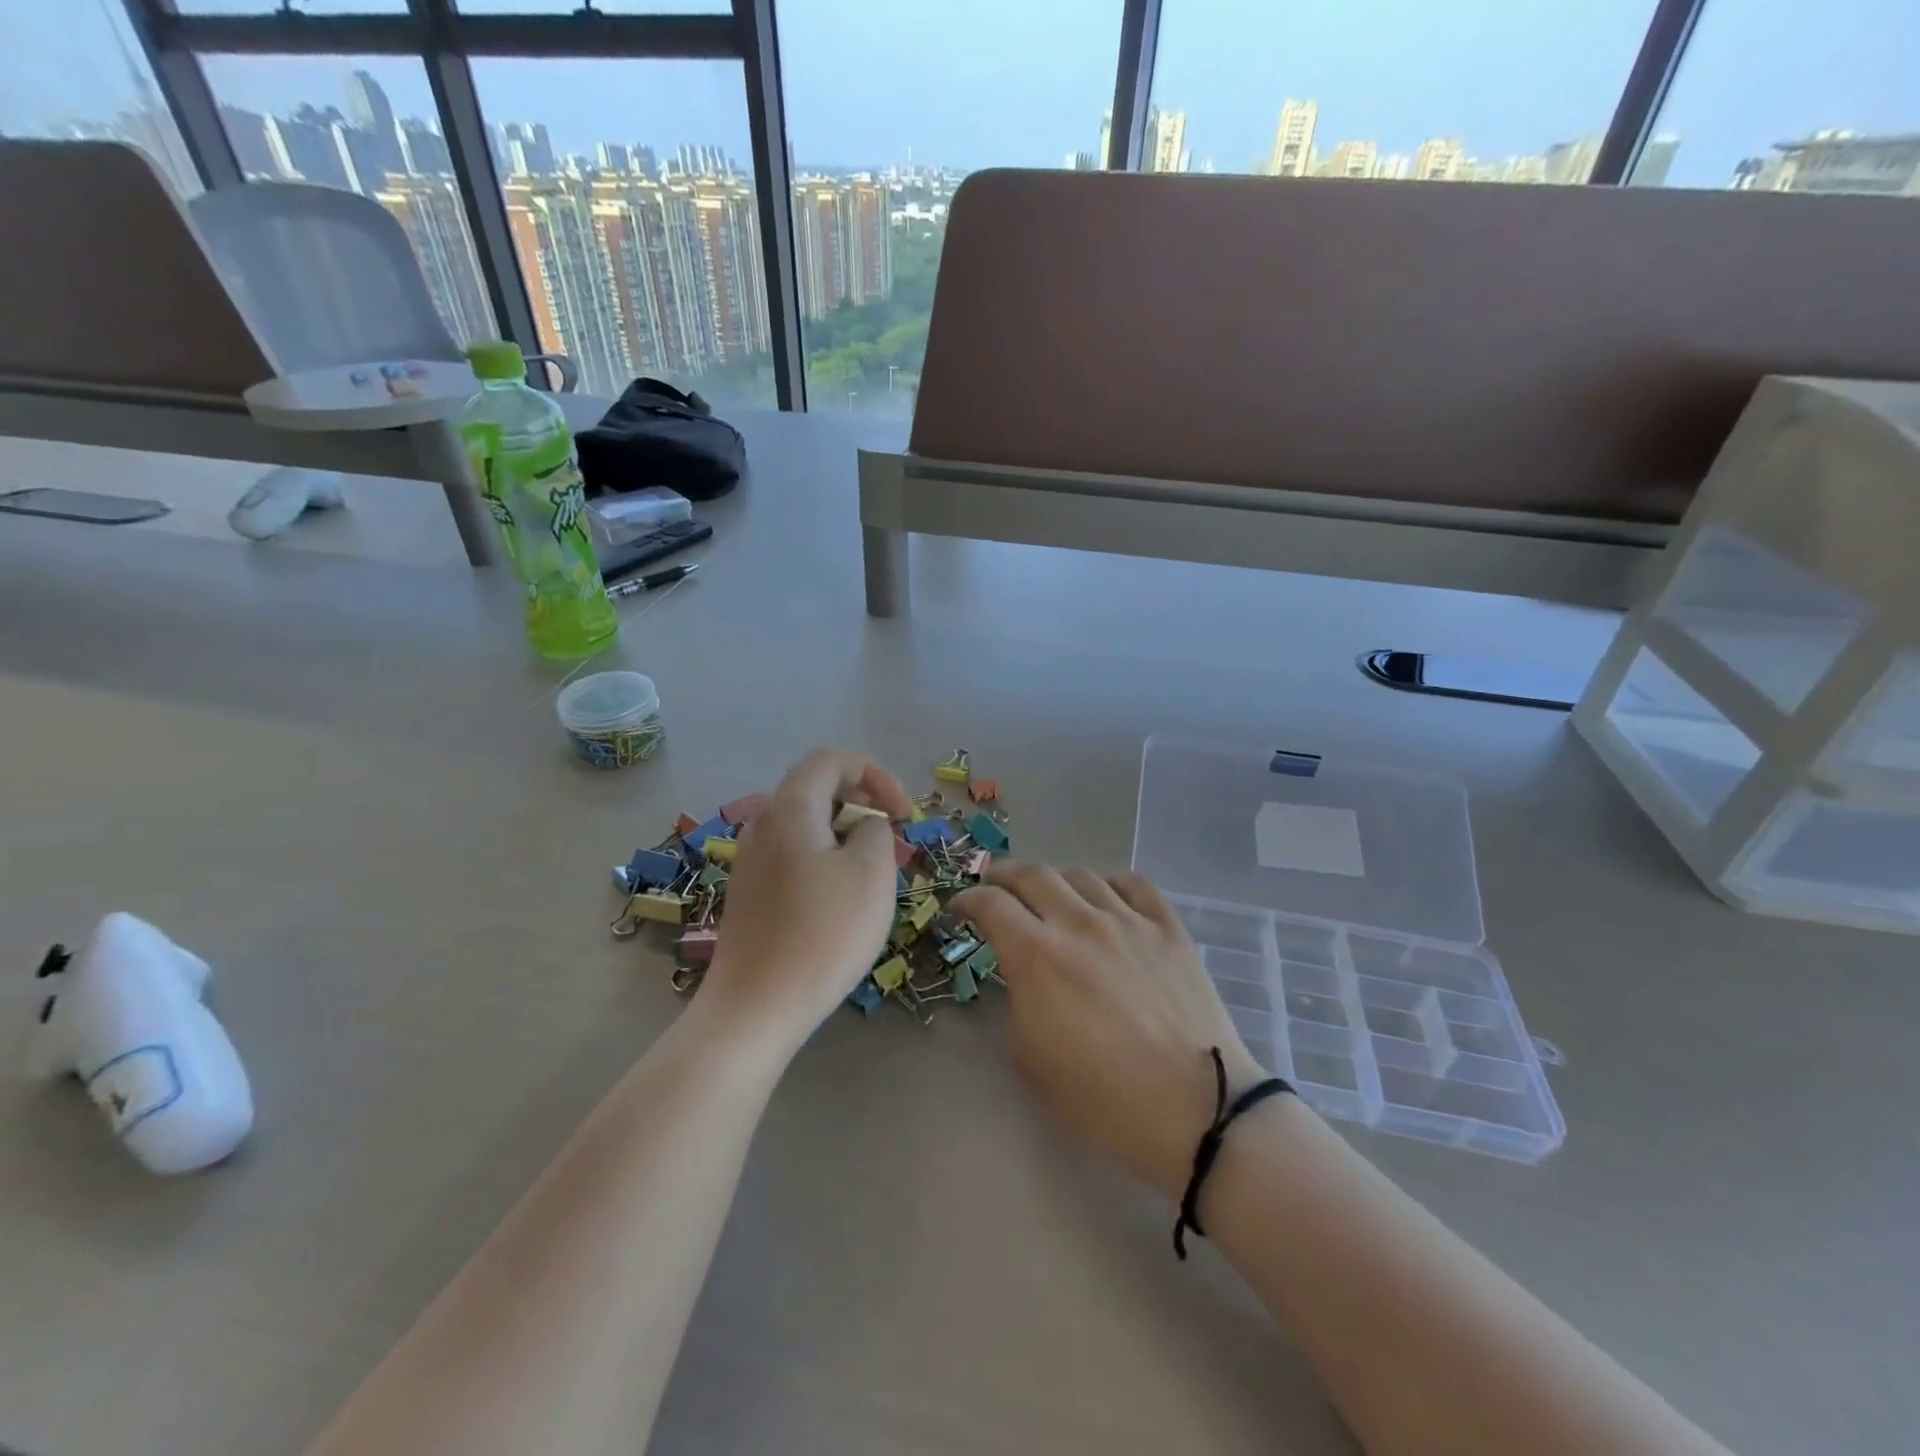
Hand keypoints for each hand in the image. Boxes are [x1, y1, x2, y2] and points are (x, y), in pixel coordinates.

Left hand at [699, 749, 911, 1056]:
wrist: (756, 1007)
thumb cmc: (823, 932)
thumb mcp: (871, 873)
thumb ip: (876, 832)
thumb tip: (865, 826)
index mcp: (790, 808)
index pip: (832, 760)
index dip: (876, 774)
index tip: (904, 813)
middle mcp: (763, 824)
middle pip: (817, 789)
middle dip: (863, 803)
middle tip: (894, 838)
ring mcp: (751, 861)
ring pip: (807, 826)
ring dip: (846, 834)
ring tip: (874, 872)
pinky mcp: (750, 894)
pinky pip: (794, 856)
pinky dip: (826, 859)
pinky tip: (842, 899)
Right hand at [954, 864, 1265, 1202]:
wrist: (1195, 1110)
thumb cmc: (1103, 1098)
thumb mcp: (1030, 1061)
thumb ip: (1017, 1003)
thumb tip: (1022, 977)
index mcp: (1037, 955)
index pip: (991, 904)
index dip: (967, 900)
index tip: (959, 908)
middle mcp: (1078, 923)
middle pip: (1031, 874)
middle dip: (1002, 875)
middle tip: (993, 885)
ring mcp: (1128, 920)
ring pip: (1081, 874)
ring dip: (1054, 879)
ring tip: (1049, 895)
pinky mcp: (1168, 928)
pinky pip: (1134, 884)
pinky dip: (1109, 883)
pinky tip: (1105, 897)